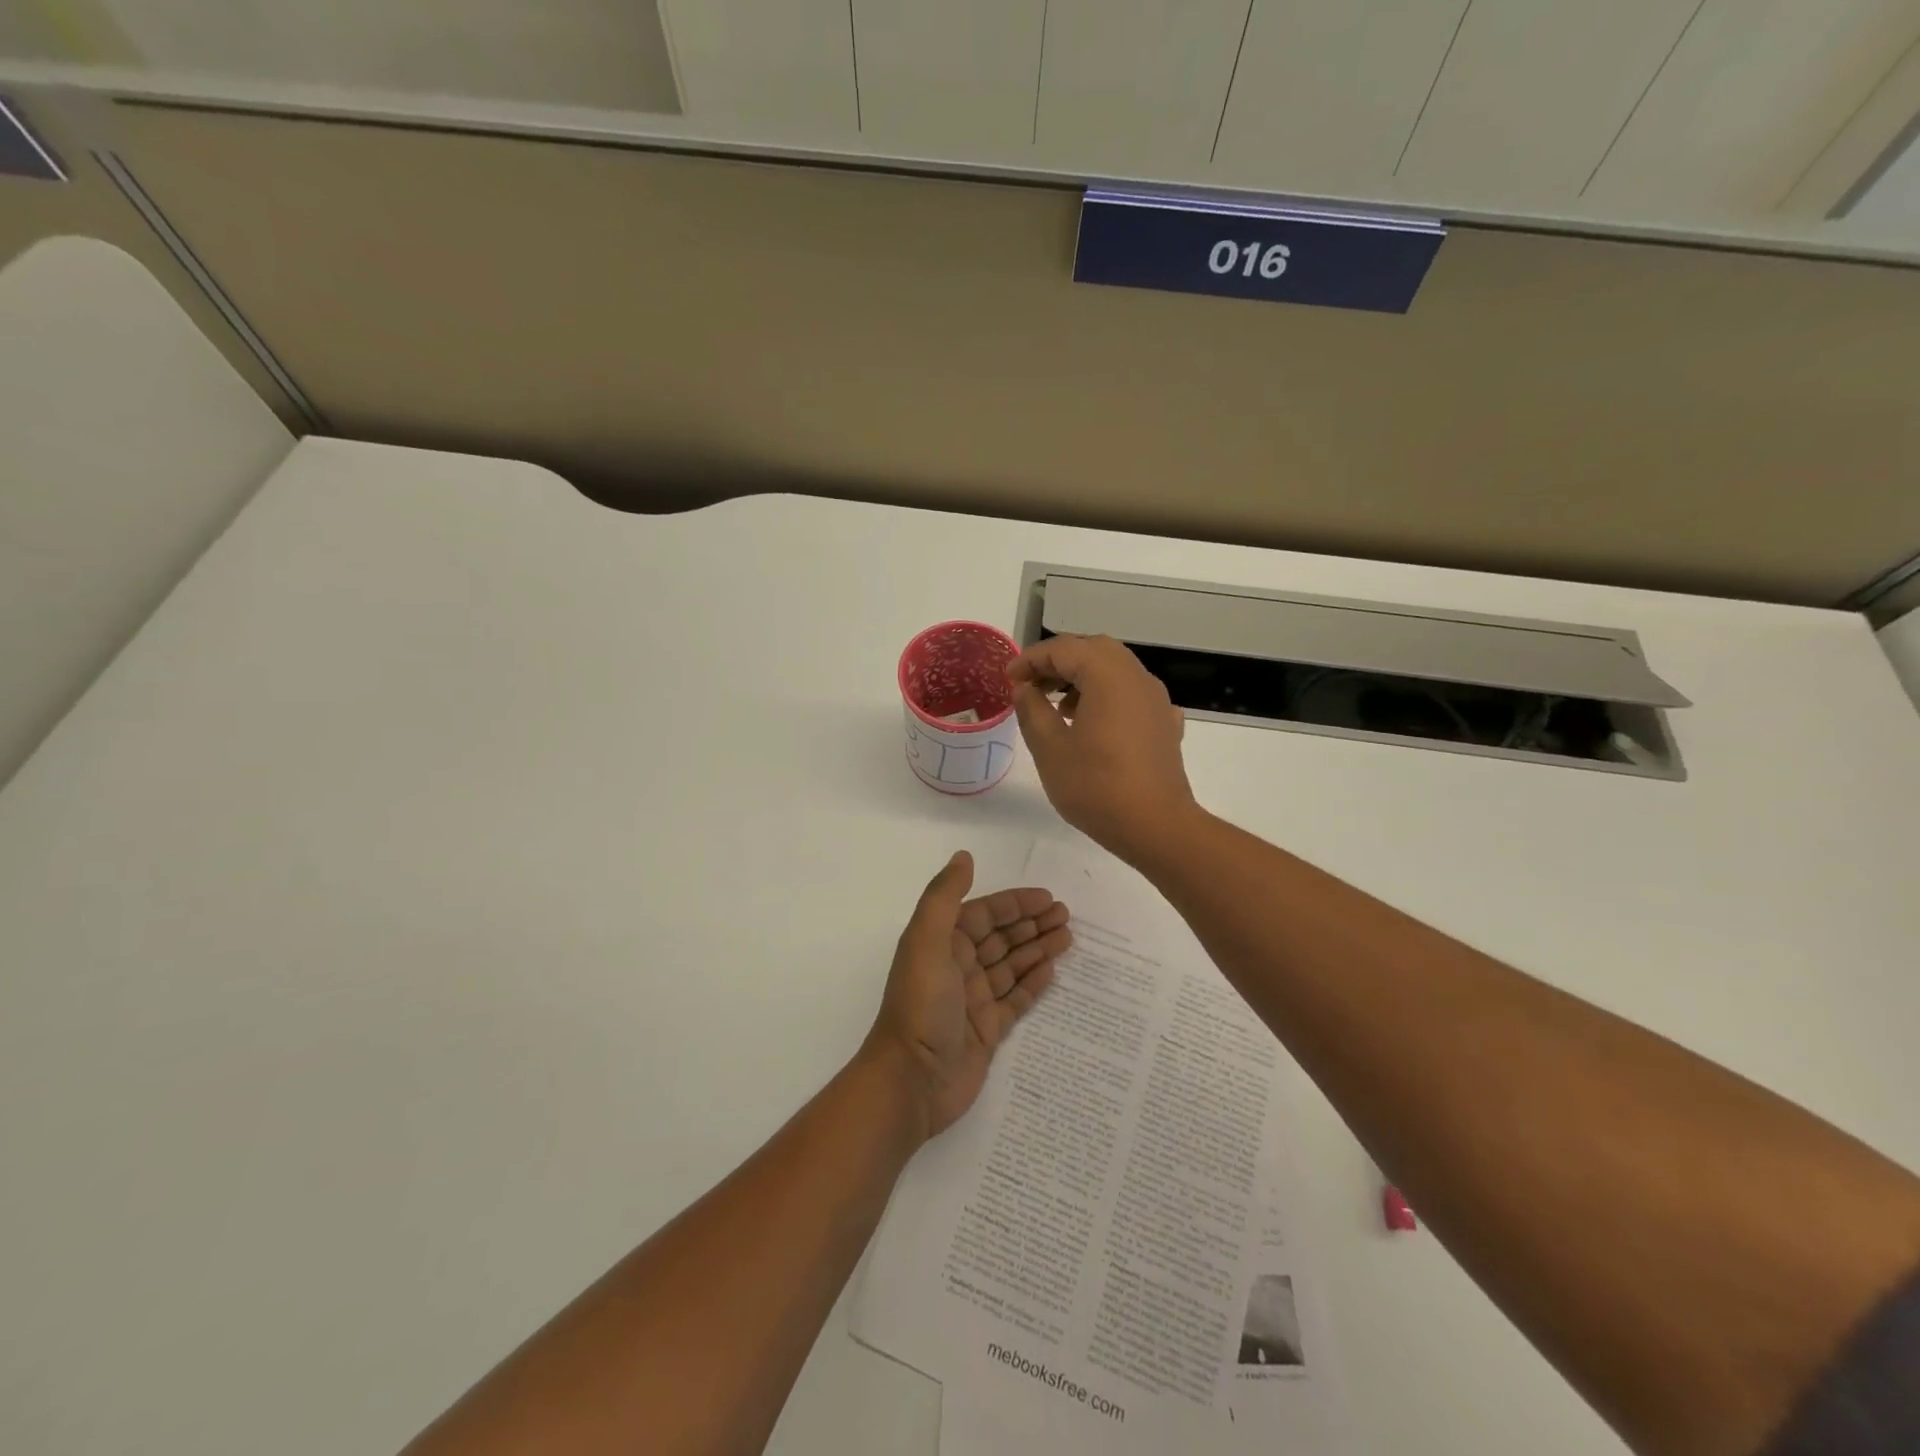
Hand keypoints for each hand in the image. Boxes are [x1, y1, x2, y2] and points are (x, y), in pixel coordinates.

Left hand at [864, 851, 1070, 1138]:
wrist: (911, 1080)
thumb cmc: (920, 1004)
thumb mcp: (926, 941)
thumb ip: (944, 896)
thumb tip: (964, 856)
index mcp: (942, 943)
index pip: (983, 914)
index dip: (1014, 904)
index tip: (1048, 898)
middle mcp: (957, 966)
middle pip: (1001, 937)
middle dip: (1031, 924)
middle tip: (1067, 916)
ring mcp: (973, 1000)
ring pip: (1011, 966)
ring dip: (1037, 949)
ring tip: (1069, 937)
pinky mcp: (987, 1031)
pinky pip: (1015, 1000)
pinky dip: (1032, 984)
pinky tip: (1053, 971)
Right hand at [1008, 634, 1198, 861]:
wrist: (1156, 827)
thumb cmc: (1097, 787)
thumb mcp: (1050, 749)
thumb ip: (1032, 710)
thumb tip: (1024, 688)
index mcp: (1108, 676)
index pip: (1064, 649)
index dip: (1031, 659)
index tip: (1008, 679)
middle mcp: (1137, 678)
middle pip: (1094, 650)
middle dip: (1058, 662)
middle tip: (1030, 685)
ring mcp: (1156, 700)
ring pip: (1115, 670)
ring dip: (1083, 677)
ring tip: (1057, 707)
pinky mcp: (1164, 724)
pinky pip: (1132, 695)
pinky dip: (1107, 696)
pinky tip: (1095, 724)